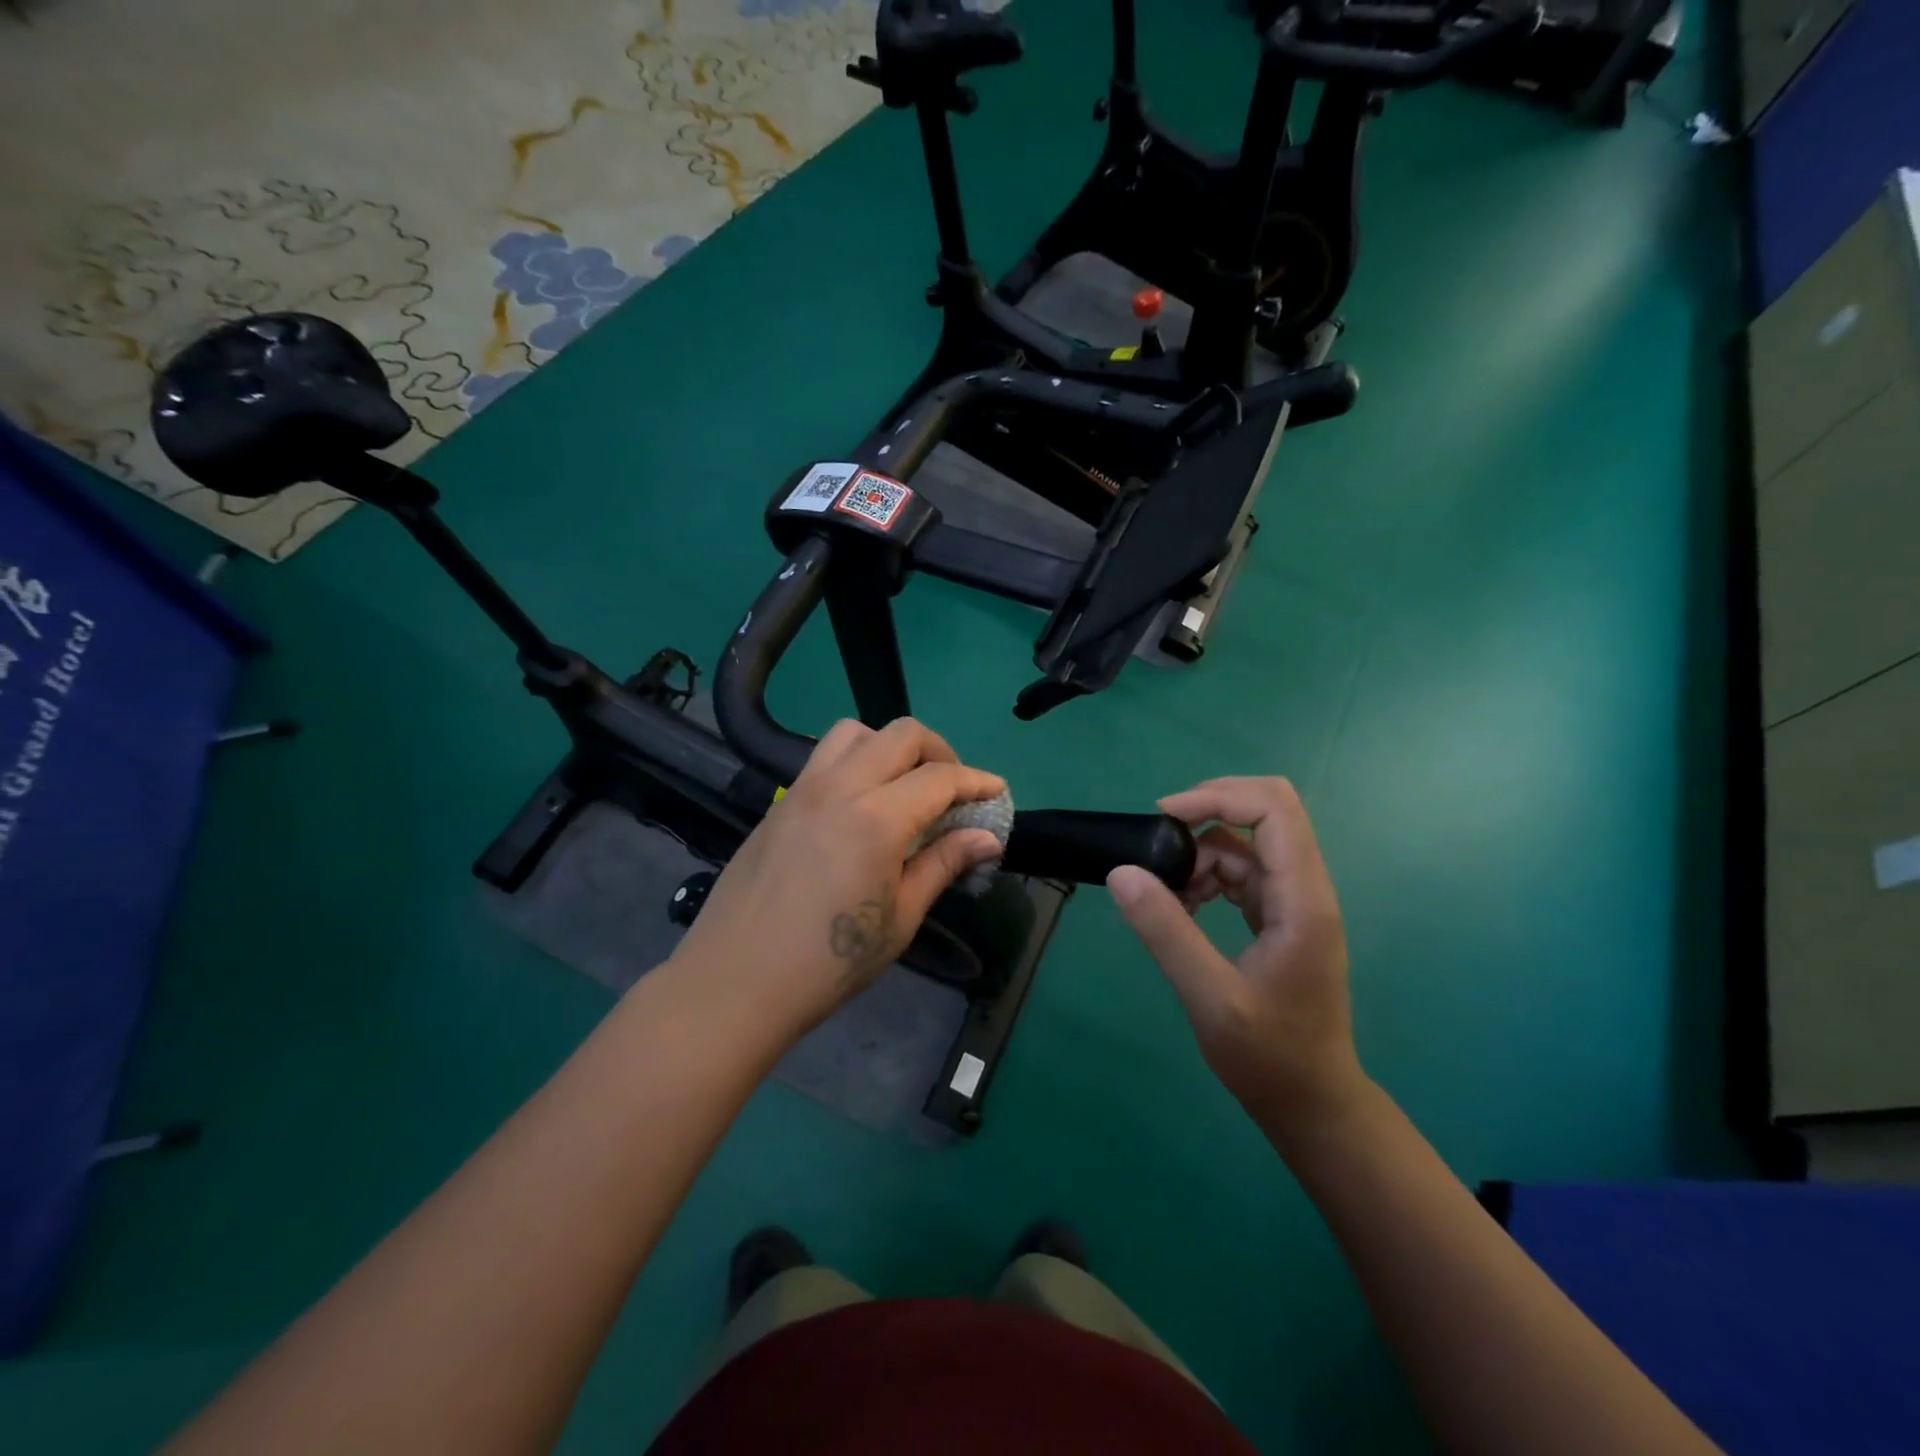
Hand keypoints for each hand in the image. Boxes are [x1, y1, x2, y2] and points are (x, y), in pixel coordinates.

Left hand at [672, 717, 1005, 1038]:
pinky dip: (857, 761)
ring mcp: (803, 789)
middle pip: (901, 734)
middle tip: (954, 788)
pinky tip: (861, 806)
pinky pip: (825, 757)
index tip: (997, 792)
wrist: (735, 982)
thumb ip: (943, 864)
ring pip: (856, 732)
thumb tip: (987, 837)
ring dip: (891, 746)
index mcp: (877, 818)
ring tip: (905, 787)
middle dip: (939, 752)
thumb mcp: (900, 918)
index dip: (976, 781)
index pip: (940, 778)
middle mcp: (840, 787)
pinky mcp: (780, 802)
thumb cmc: (829, 963)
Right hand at [1107, 776, 1365, 1145]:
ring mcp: (1293, 902)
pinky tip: (1183, 908)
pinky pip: (1240, 872)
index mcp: (1302, 900)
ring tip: (1166, 895)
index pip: (1273, 809)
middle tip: (1159, 838)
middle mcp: (1305, 889)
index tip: (1164, 817)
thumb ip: (1166, 932)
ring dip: (1200, 854)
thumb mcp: (1209, 998)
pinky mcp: (1280, 916)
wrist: (1313, 1104)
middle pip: (1266, 810)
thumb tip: (1122, 872)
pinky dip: (1206, 877)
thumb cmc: (1269, 1057)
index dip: (1218, 797)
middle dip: (1209, 809)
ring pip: (1245, 843)